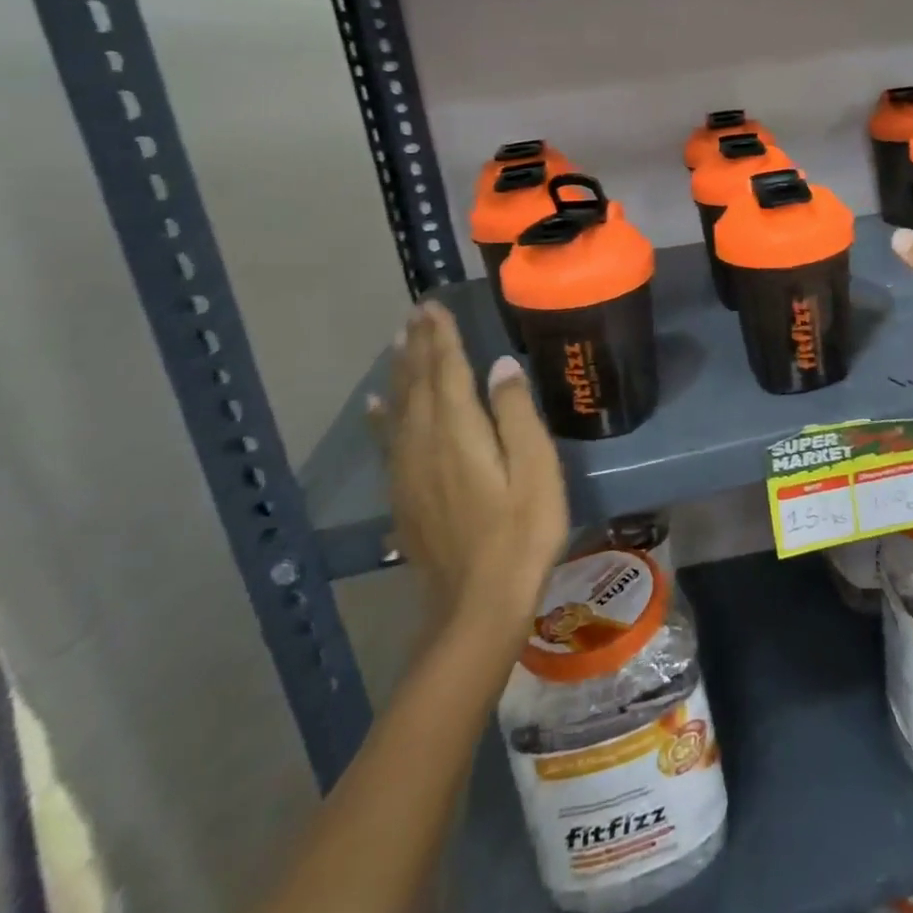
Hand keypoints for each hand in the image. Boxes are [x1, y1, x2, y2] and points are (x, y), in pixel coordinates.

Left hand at [370, 303, 569, 669]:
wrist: (477, 605)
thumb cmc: (522, 532)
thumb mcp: (535, 469)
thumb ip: (516, 414)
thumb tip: (500, 365)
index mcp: (459, 433)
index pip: (447, 372)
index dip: (441, 338)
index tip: (434, 306)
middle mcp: (425, 444)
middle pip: (418, 384)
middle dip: (418, 346)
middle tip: (415, 313)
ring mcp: (409, 472)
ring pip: (399, 409)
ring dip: (400, 372)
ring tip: (399, 342)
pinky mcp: (405, 496)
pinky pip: (388, 441)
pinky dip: (382, 416)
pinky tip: (377, 405)